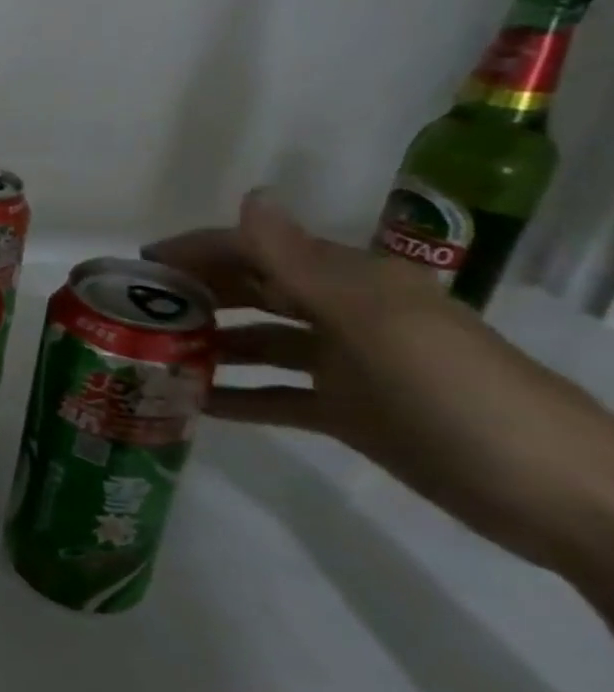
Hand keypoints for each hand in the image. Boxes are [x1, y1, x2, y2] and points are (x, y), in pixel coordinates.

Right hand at [144, 191, 613, 598]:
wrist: (558, 495)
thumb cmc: (456, 394)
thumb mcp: (374, 324)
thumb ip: (301, 262)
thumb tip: (249, 196)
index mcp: (353, 284)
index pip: (259, 250)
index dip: (199, 250)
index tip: (138, 266)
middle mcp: (345, 315)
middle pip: (256, 292)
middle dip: (196, 294)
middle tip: (133, 311)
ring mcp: (347, 366)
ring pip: (259, 342)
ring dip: (209, 343)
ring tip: (150, 354)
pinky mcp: (348, 413)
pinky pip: (275, 395)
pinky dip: (235, 395)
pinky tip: (191, 403)